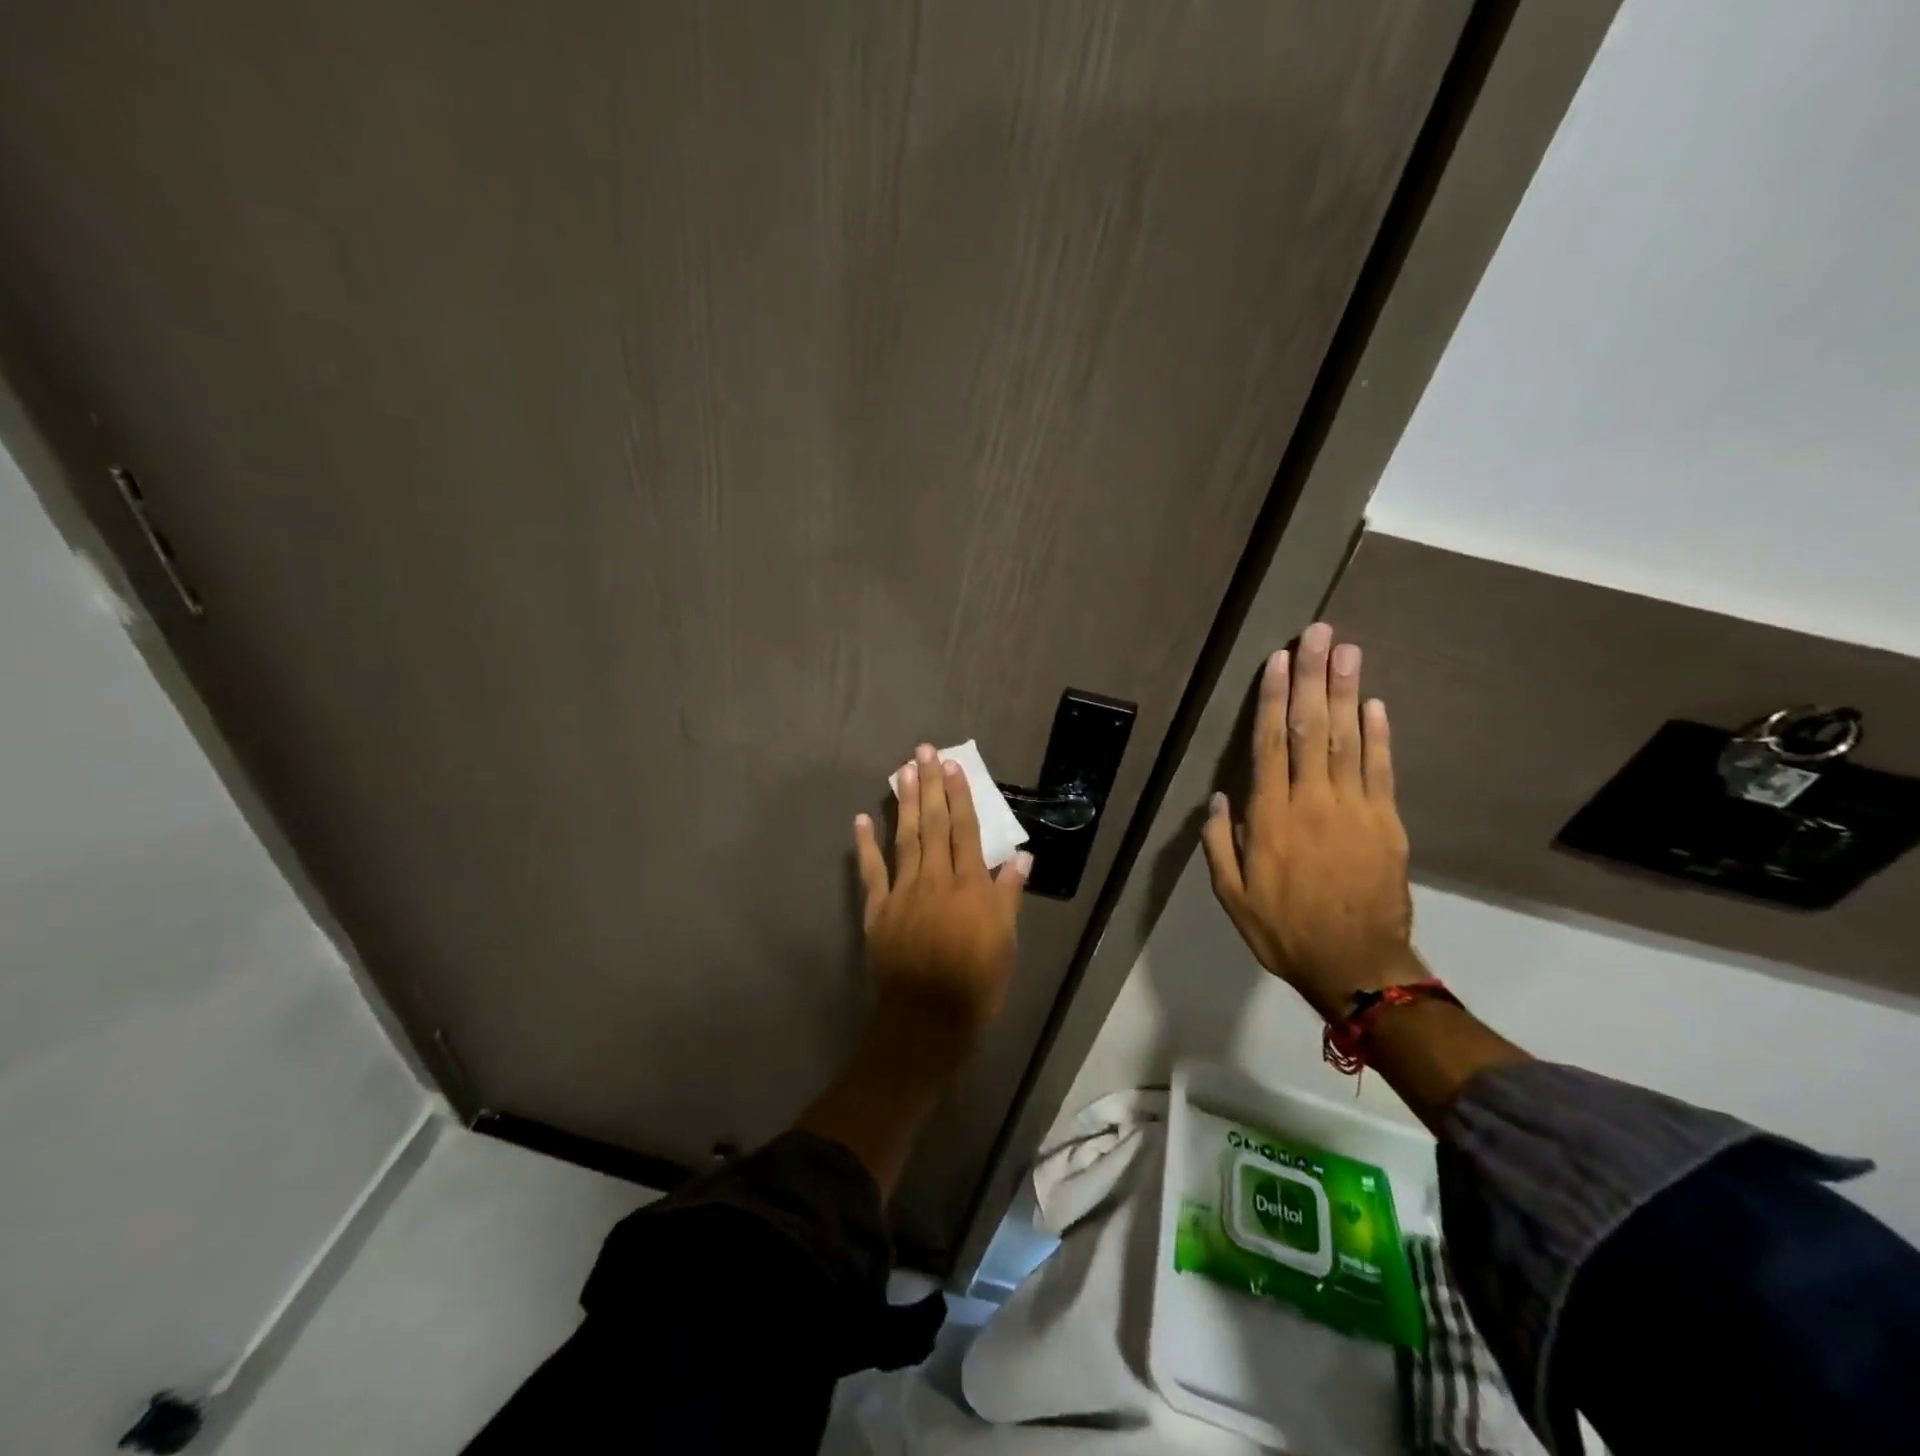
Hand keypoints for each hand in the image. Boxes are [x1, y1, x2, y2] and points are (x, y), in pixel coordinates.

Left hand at [854, 744, 1032, 1033]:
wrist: (927, 1019)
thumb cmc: (976, 983)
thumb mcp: (1005, 942)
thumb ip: (1008, 897)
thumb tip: (1021, 858)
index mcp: (970, 886)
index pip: (965, 830)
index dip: (959, 796)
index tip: (952, 767)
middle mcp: (936, 879)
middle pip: (932, 825)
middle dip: (929, 786)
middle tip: (923, 752)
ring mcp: (903, 892)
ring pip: (904, 839)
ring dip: (902, 803)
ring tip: (901, 771)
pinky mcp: (879, 910)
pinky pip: (871, 872)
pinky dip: (865, 845)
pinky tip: (861, 820)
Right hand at [1202, 622, 1416, 1020]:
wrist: (1356, 966)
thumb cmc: (1284, 929)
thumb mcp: (1231, 896)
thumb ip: (1220, 844)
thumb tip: (1218, 797)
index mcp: (1271, 817)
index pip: (1271, 744)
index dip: (1274, 698)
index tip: (1278, 660)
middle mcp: (1312, 801)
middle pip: (1313, 728)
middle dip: (1312, 677)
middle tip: (1318, 633)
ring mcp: (1354, 809)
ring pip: (1348, 739)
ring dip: (1346, 691)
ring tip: (1347, 651)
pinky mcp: (1387, 823)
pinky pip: (1381, 770)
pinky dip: (1379, 735)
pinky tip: (1374, 703)